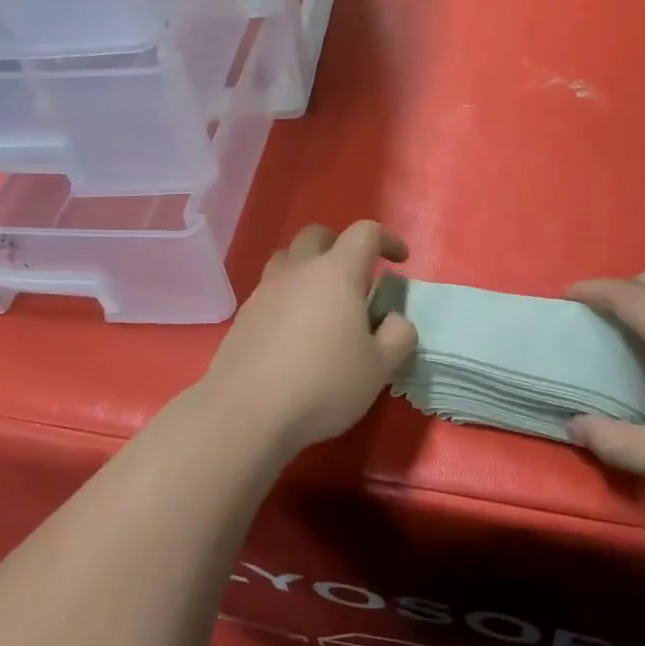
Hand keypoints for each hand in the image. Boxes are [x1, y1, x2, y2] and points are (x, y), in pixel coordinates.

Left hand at [200, 221, 418, 455]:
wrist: (246, 412)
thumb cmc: (323, 384)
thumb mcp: (379, 368)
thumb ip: (398, 336)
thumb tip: (394, 320)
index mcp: (336, 273)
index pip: (365, 233)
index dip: (387, 239)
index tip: (400, 260)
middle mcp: (298, 271)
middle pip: (317, 235)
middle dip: (341, 244)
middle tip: (357, 275)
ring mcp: (265, 291)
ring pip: (287, 258)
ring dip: (309, 266)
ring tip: (323, 299)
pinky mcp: (244, 315)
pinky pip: (270, 289)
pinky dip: (288, 296)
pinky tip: (295, 330)